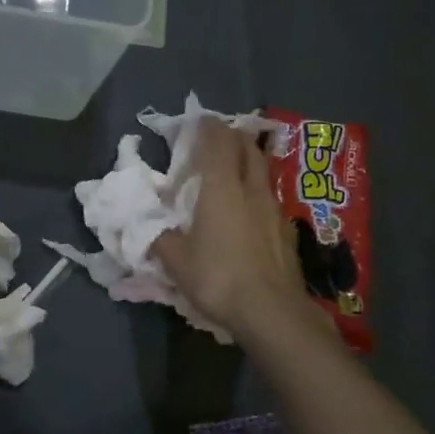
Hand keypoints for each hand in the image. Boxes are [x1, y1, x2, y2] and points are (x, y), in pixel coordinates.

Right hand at [154, 119, 310, 344]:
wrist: (272, 312)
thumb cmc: (218, 277)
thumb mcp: (176, 260)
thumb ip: (160, 237)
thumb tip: (148, 227)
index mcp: (222, 187)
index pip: (217, 140)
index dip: (207, 125)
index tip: (196, 121)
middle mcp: (251, 188)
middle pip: (246, 147)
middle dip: (231, 137)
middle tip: (214, 141)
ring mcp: (275, 208)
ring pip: (262, 170)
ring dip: (247, 162)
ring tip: (231, 172)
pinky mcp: (287, 230)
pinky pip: (270, 198)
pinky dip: (256, 192)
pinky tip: (248, 211)